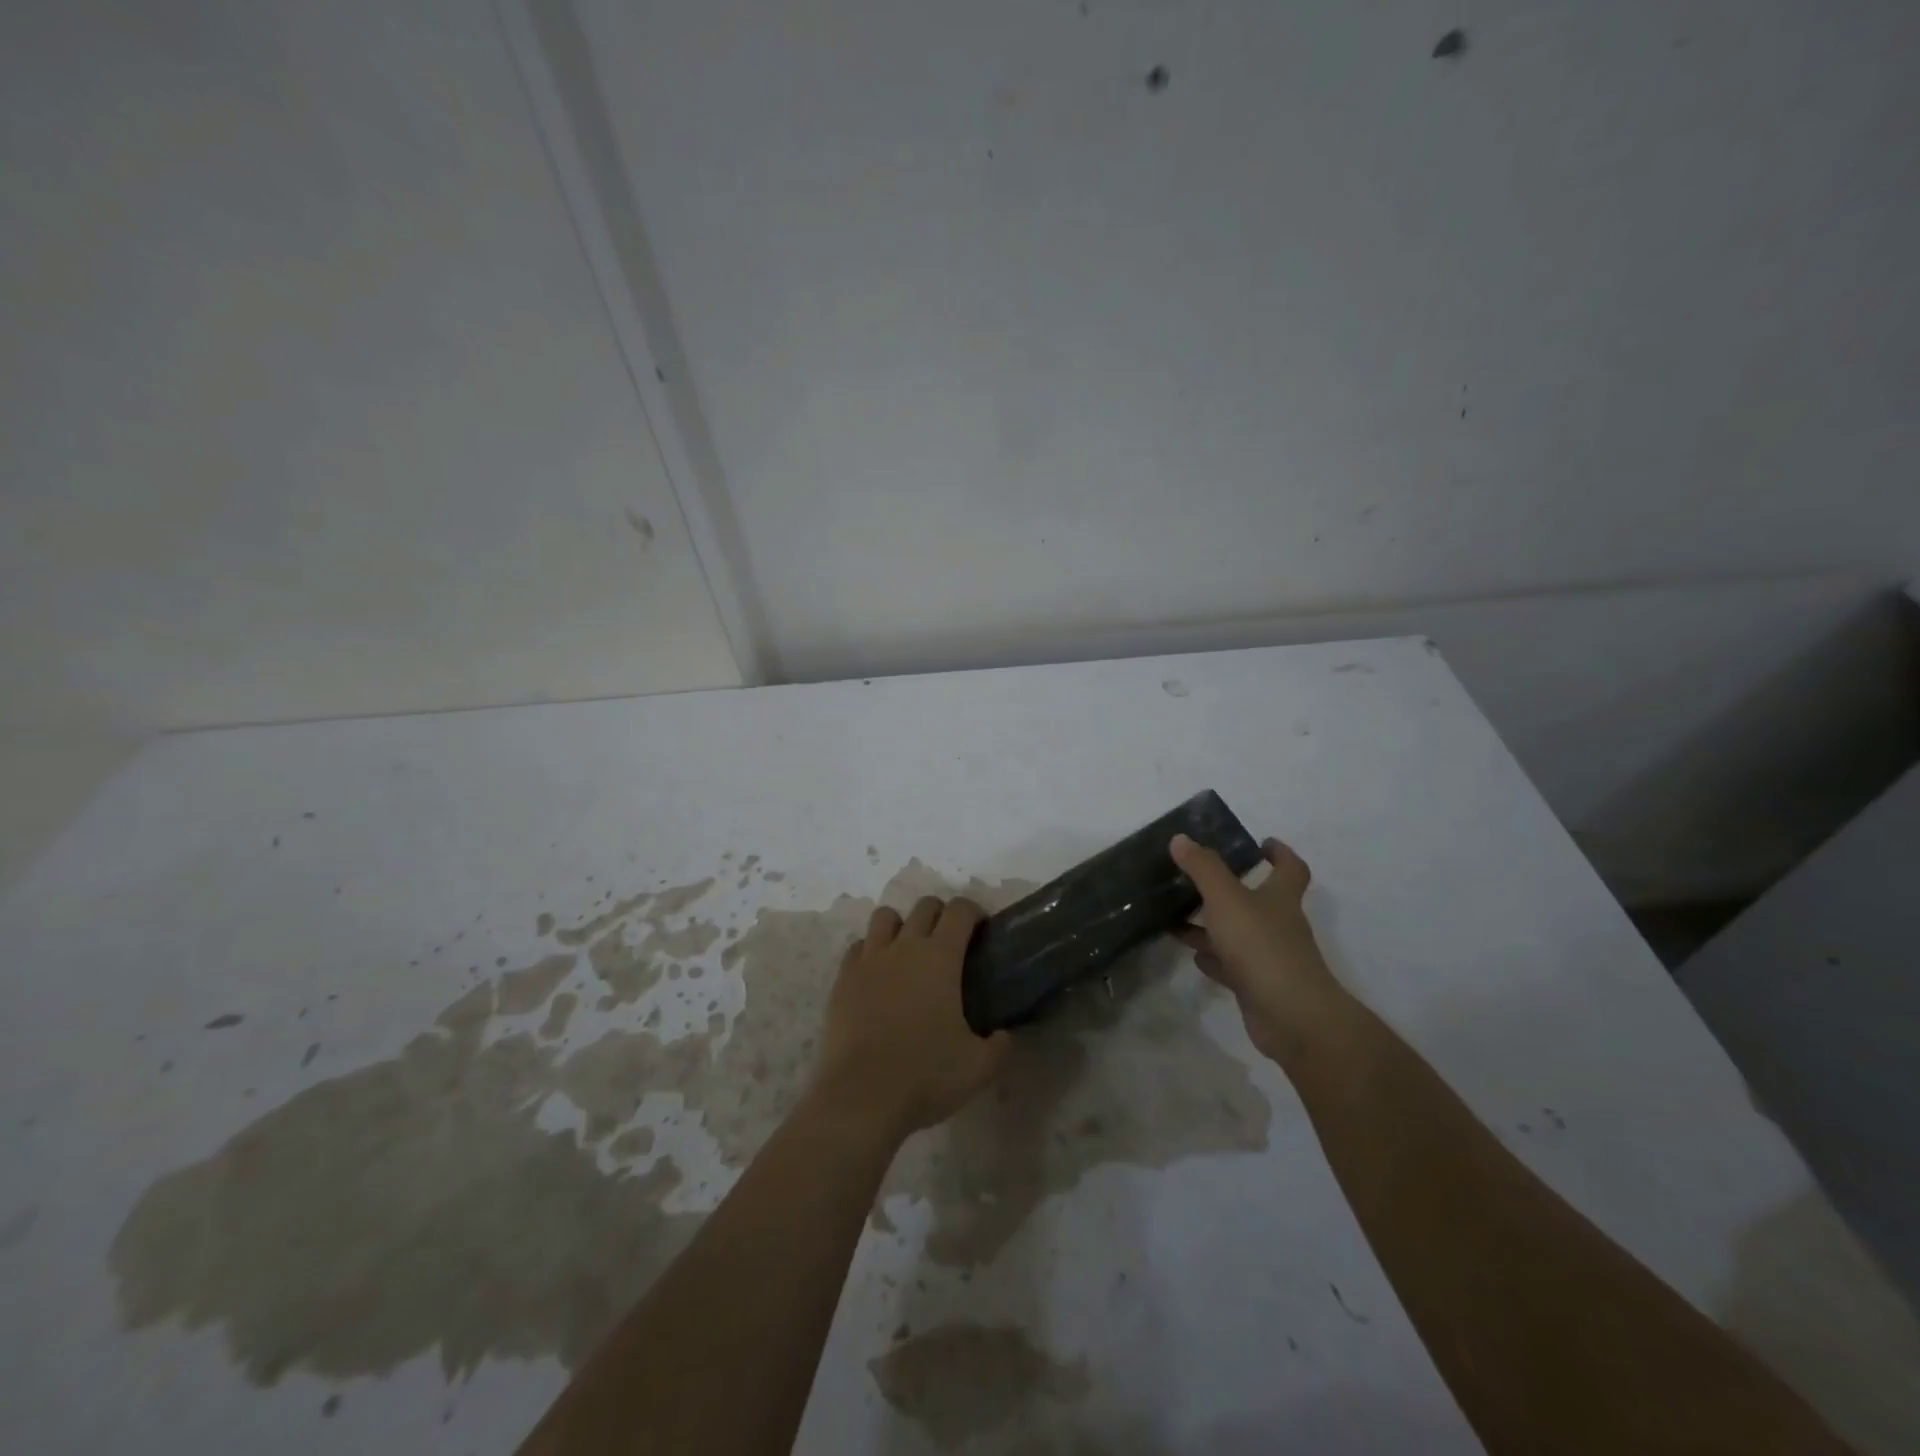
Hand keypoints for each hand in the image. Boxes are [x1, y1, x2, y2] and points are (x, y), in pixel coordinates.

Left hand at [811, 896, 1011, 1140]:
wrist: (859, 1096)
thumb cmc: (925, 1076)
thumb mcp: (980, 1068)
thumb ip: (1001, 1045)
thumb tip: (1005, 1035)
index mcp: (940, 957)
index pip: (960, 910)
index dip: (975, 912)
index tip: (982, 931)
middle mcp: (904, 947)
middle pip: (924, 906)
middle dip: (941, 914)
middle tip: (950, 944)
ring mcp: (869, 960)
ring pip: (885, 917)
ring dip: (902, 925)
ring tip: (909, 953)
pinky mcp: (842, 979)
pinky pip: (858, 947)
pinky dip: (871, 951)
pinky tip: (878, 976)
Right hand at [1170, 834, 1352, 1063]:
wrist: (1291, 1017)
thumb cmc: (1261, 946)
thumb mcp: (1227, 899)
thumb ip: (1203, 868)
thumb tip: (1181, 838)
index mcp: (1280, 898)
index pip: (1290, 869)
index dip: (1280, 854)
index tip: (1261, 843)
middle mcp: (1279, 924)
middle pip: (1257, 900)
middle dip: (1228, 889)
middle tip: (1195, 878)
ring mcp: (1269, 957)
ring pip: (1238, 933)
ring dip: (1211, 925)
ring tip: (1177, 916)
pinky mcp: (1257, 986)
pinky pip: (1231, 965)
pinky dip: (1213, 958)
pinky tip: (1192, 955)